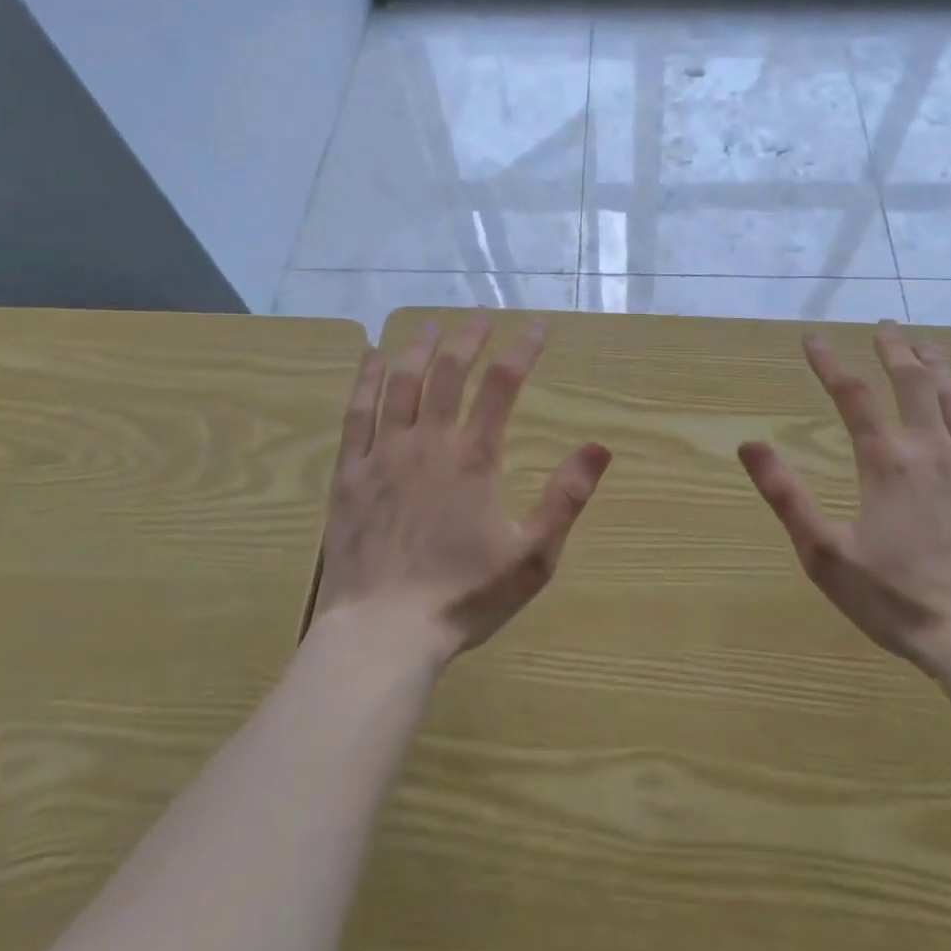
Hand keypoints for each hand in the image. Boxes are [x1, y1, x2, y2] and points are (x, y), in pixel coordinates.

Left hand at [312, 315, 611, 662]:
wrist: (382, 635)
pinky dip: (365, 381)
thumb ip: (566, 498)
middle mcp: (429, 442)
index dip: (522, 349)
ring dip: (418, 347)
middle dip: (469, 337)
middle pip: (448, 371)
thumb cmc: (462, 596)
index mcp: (474, 457)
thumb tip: (601, 446)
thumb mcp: (532, 556)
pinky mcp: (350, 474)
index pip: (502, 384)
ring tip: (432, 324)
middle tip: (482, 314)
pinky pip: (357, 414)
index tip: (537, 326)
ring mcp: (384, 454)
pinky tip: (371, 357)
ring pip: (401, 383)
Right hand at [738, 325, 950, 677]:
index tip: (813, 339)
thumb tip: (749, 445)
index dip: (829, 363)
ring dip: (941, 369)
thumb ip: (785, 495)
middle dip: (896, 350)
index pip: (851, 395)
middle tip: (887, 327)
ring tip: (928, 347)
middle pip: (914, 383)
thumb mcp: (824, 553)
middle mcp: (933, 450)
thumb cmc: (898, 598)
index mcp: (887, 461)